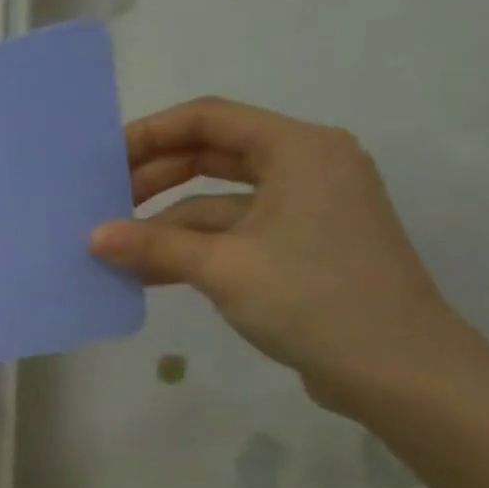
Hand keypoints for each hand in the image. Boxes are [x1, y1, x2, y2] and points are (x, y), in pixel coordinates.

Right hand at [89, 97, 474, 413]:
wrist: (395, 368)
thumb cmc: (313, 298)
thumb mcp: (222, 267)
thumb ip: (153, 246)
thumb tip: (93, 237)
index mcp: (298, 150)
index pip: (209, 119)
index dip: (151, 134)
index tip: (103, 162)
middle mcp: (304, 168)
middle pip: (212, 155)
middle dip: (154, 178)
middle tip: (102, 205)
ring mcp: (303, 211)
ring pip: (217, 201)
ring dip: (166, 223)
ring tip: (114, 247)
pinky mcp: (298, 248)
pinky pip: (232, 234)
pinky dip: (191, 248)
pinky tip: (146, 272)